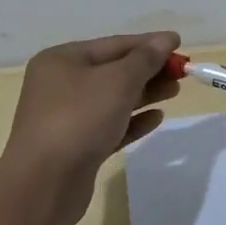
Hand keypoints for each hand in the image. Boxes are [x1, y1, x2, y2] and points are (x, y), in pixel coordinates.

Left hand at [0, 31, 179, 224]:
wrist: (43, 185)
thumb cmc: (79, 119)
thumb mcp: (118, 81)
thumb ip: (145, 59)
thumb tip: (166, 39)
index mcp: (62, 60)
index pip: (113, 44)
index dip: (148, 43)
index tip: (179, 44)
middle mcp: (60, 85)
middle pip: (113, 71)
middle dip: (149, 70)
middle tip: (182, 73)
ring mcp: (66, 117)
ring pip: (113, 99)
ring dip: (145, 94)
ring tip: (175, 91)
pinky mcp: (76, 147)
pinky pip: (109, 126)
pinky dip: (132, 121)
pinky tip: (156, 118)